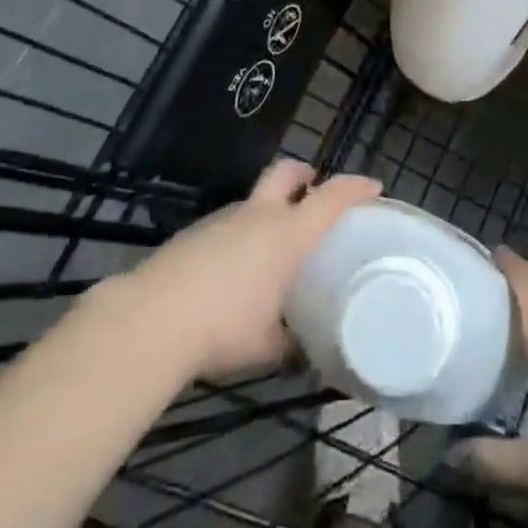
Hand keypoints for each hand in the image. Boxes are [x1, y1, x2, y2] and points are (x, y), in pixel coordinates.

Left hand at [116, 160, 381, 379]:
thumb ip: (294, 345)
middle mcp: (259, 215)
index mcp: (287, 234)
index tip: (374, 187)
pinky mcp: (196, 232)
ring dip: (269, 211)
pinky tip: (236, 271)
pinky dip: (242, 235)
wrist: (152, 319)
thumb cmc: (224, 327)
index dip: (356, 188)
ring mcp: (223, 219)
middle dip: (305, 175)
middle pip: (287, 173)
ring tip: (274, 249)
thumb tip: (308, 355)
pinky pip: (230, 224)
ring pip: (255, 200)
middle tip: (314, 192)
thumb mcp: (269, 347)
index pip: (331, 197)